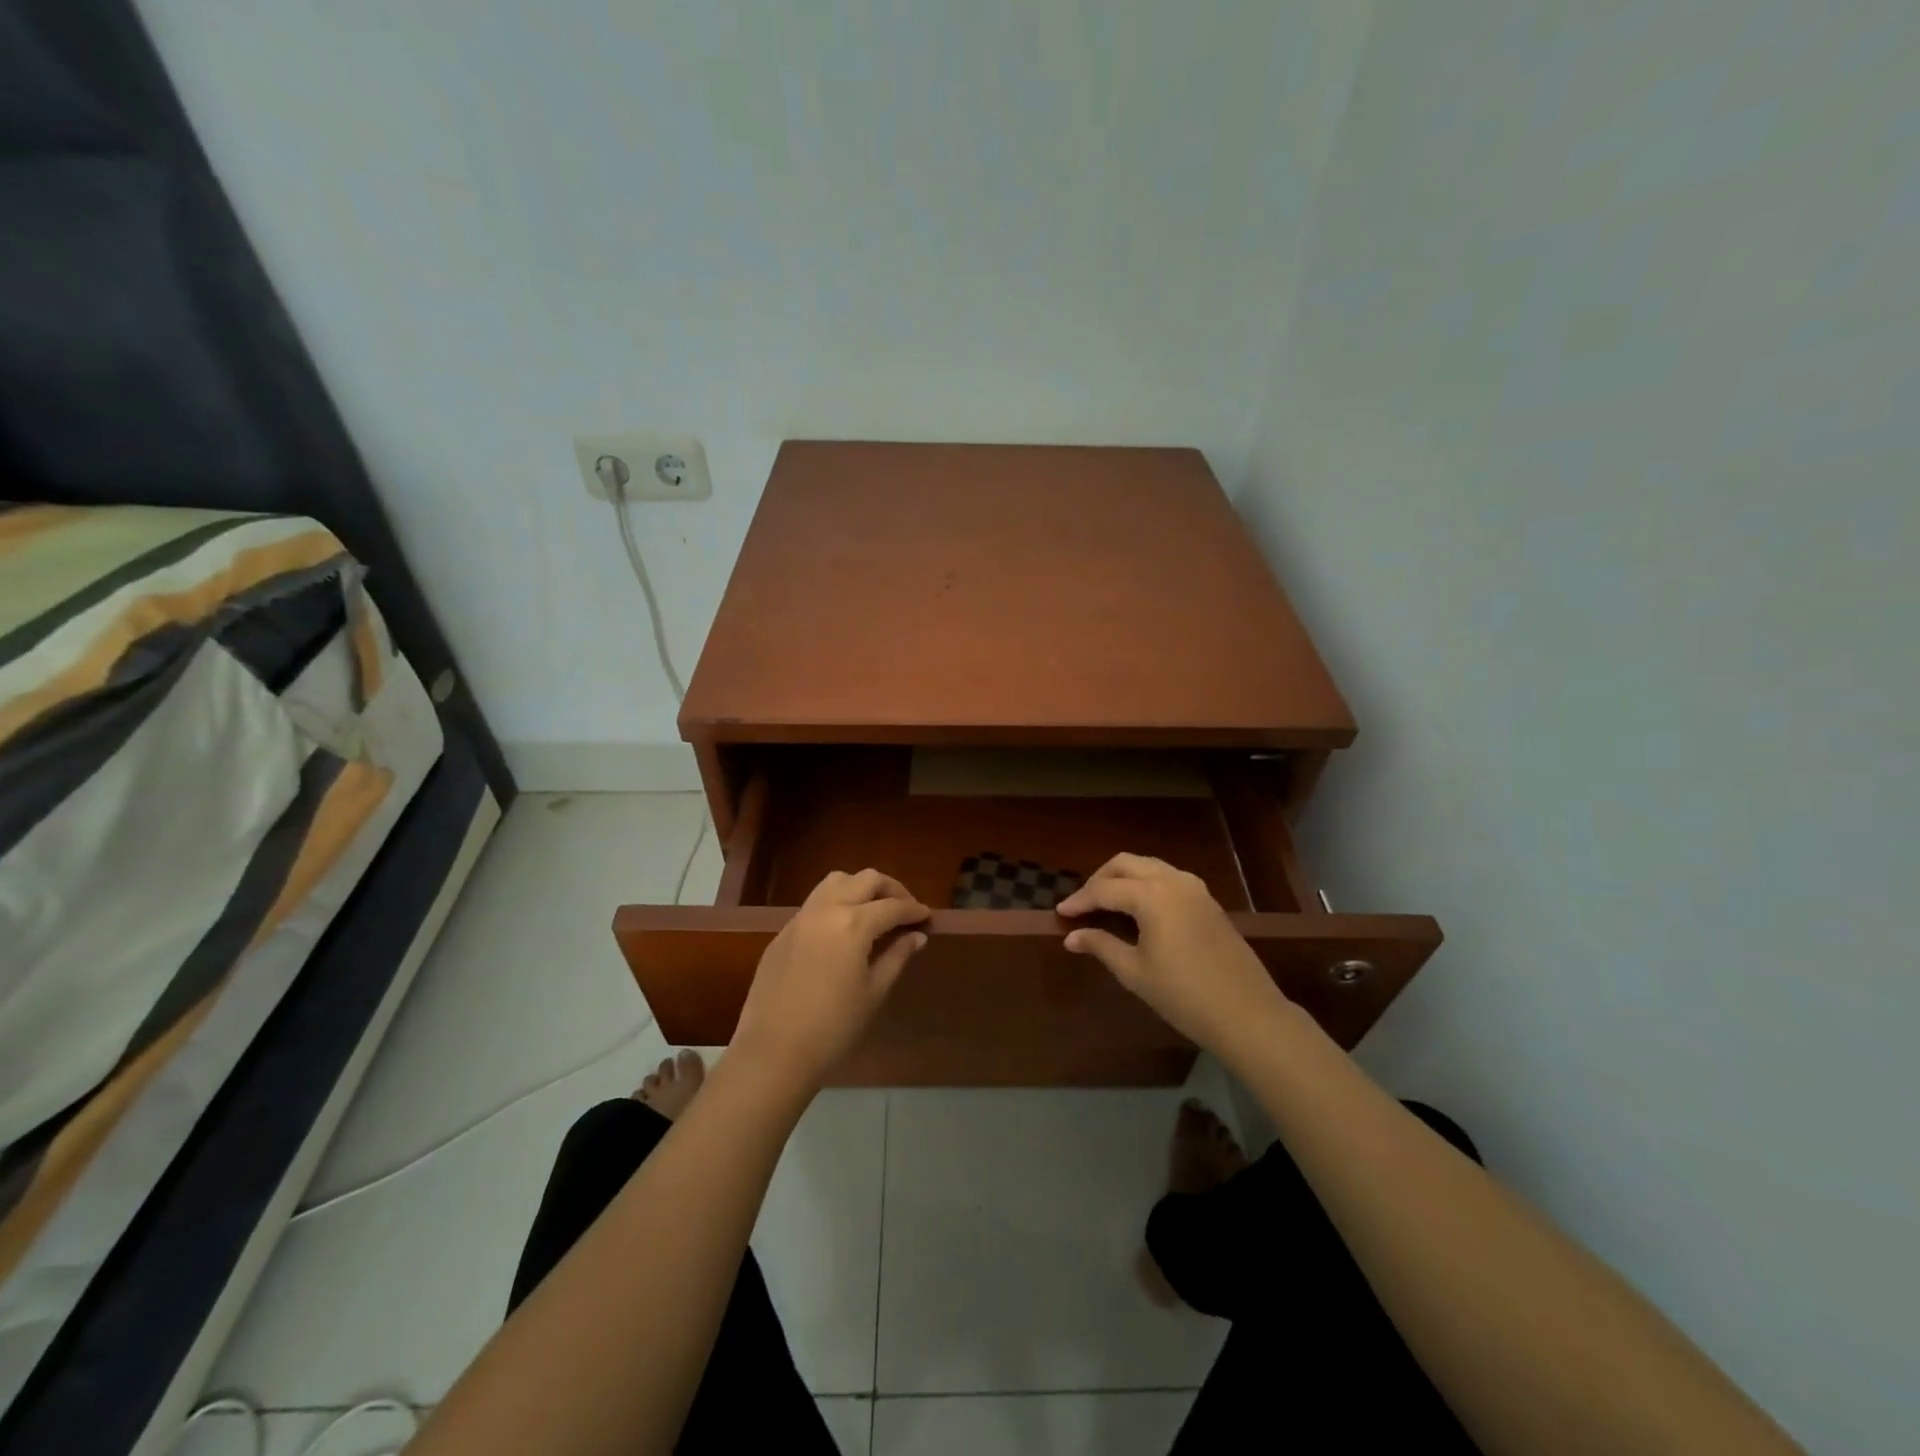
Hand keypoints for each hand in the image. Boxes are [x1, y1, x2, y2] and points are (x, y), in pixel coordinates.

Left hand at [731, 869, 930, 1094]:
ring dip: (860, 888)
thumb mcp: (874, 992)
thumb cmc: (833, 1027)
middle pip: (865, 880)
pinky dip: (836, 904)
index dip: (914, 909)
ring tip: (874, 911)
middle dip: (891, 889)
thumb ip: (897, 956)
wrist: (773, 1052)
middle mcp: (827, 909)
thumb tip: (916, 935)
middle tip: (905, 909)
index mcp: (854, 924)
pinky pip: (815, 903)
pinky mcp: (783, 932)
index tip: (927, 917)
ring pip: (836, 882)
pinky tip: (843, 931)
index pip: (893, 906)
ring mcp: (801, 918)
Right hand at [1058, 854, 1291, 1060]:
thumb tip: (1072, 936)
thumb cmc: (1183, 995)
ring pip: (1149, 866)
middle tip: (1083, 904)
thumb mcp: (1135, 972)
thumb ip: (1101, 946)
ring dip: (1124, 877)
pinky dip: (1146, 884)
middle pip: (1126, 863)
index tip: (1060, 912)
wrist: (1247, 1014)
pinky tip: (1139, 909)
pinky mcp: (1208, 901)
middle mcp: (1172, 880)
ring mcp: (1195, 888)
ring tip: (1107, 904)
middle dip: (1100, 879)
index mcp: (1151, 895)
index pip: (1104, 889)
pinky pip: (1169, 878)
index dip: (1080, 900)